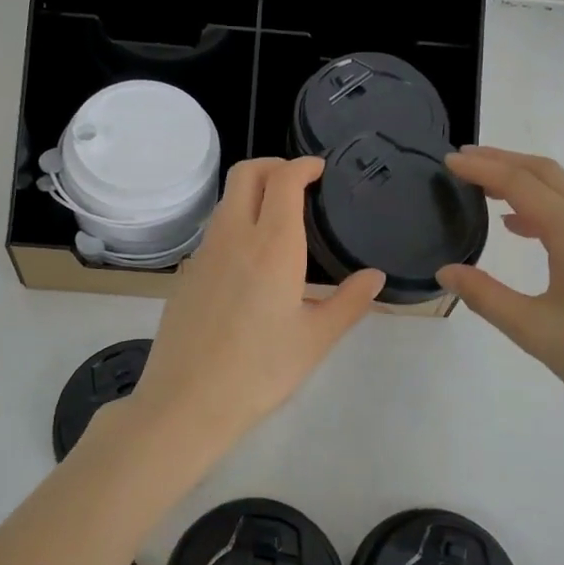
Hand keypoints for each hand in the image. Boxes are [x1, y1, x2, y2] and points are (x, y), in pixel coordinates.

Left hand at [126, 157, 384, 457]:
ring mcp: (204, 252)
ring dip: (252, 192)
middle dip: (273, 164)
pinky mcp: (187, 271)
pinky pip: (215, 230)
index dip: (302, 164)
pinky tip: (251, 259)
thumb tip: (376, 277)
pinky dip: (236, 222)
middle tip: (298, 181)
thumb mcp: (316, 339)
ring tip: (278, 218)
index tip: (319, 168)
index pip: (284, 179)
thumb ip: (350, 302)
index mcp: (273, 246)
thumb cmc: (261, 370)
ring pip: (227, 200)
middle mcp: (234, 236)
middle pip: (246, 173)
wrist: (188, 401)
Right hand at [436, 147, 563, 438]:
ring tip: (484, 187)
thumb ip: (485, 296)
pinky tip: (522, 225)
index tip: (447, 161)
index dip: (481, 168)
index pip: (520, 184)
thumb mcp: (535, 331)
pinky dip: (544, 203)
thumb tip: (446, 271)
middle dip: (501, 160)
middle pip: (546, 173)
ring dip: (524, 179)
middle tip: (461, 160)